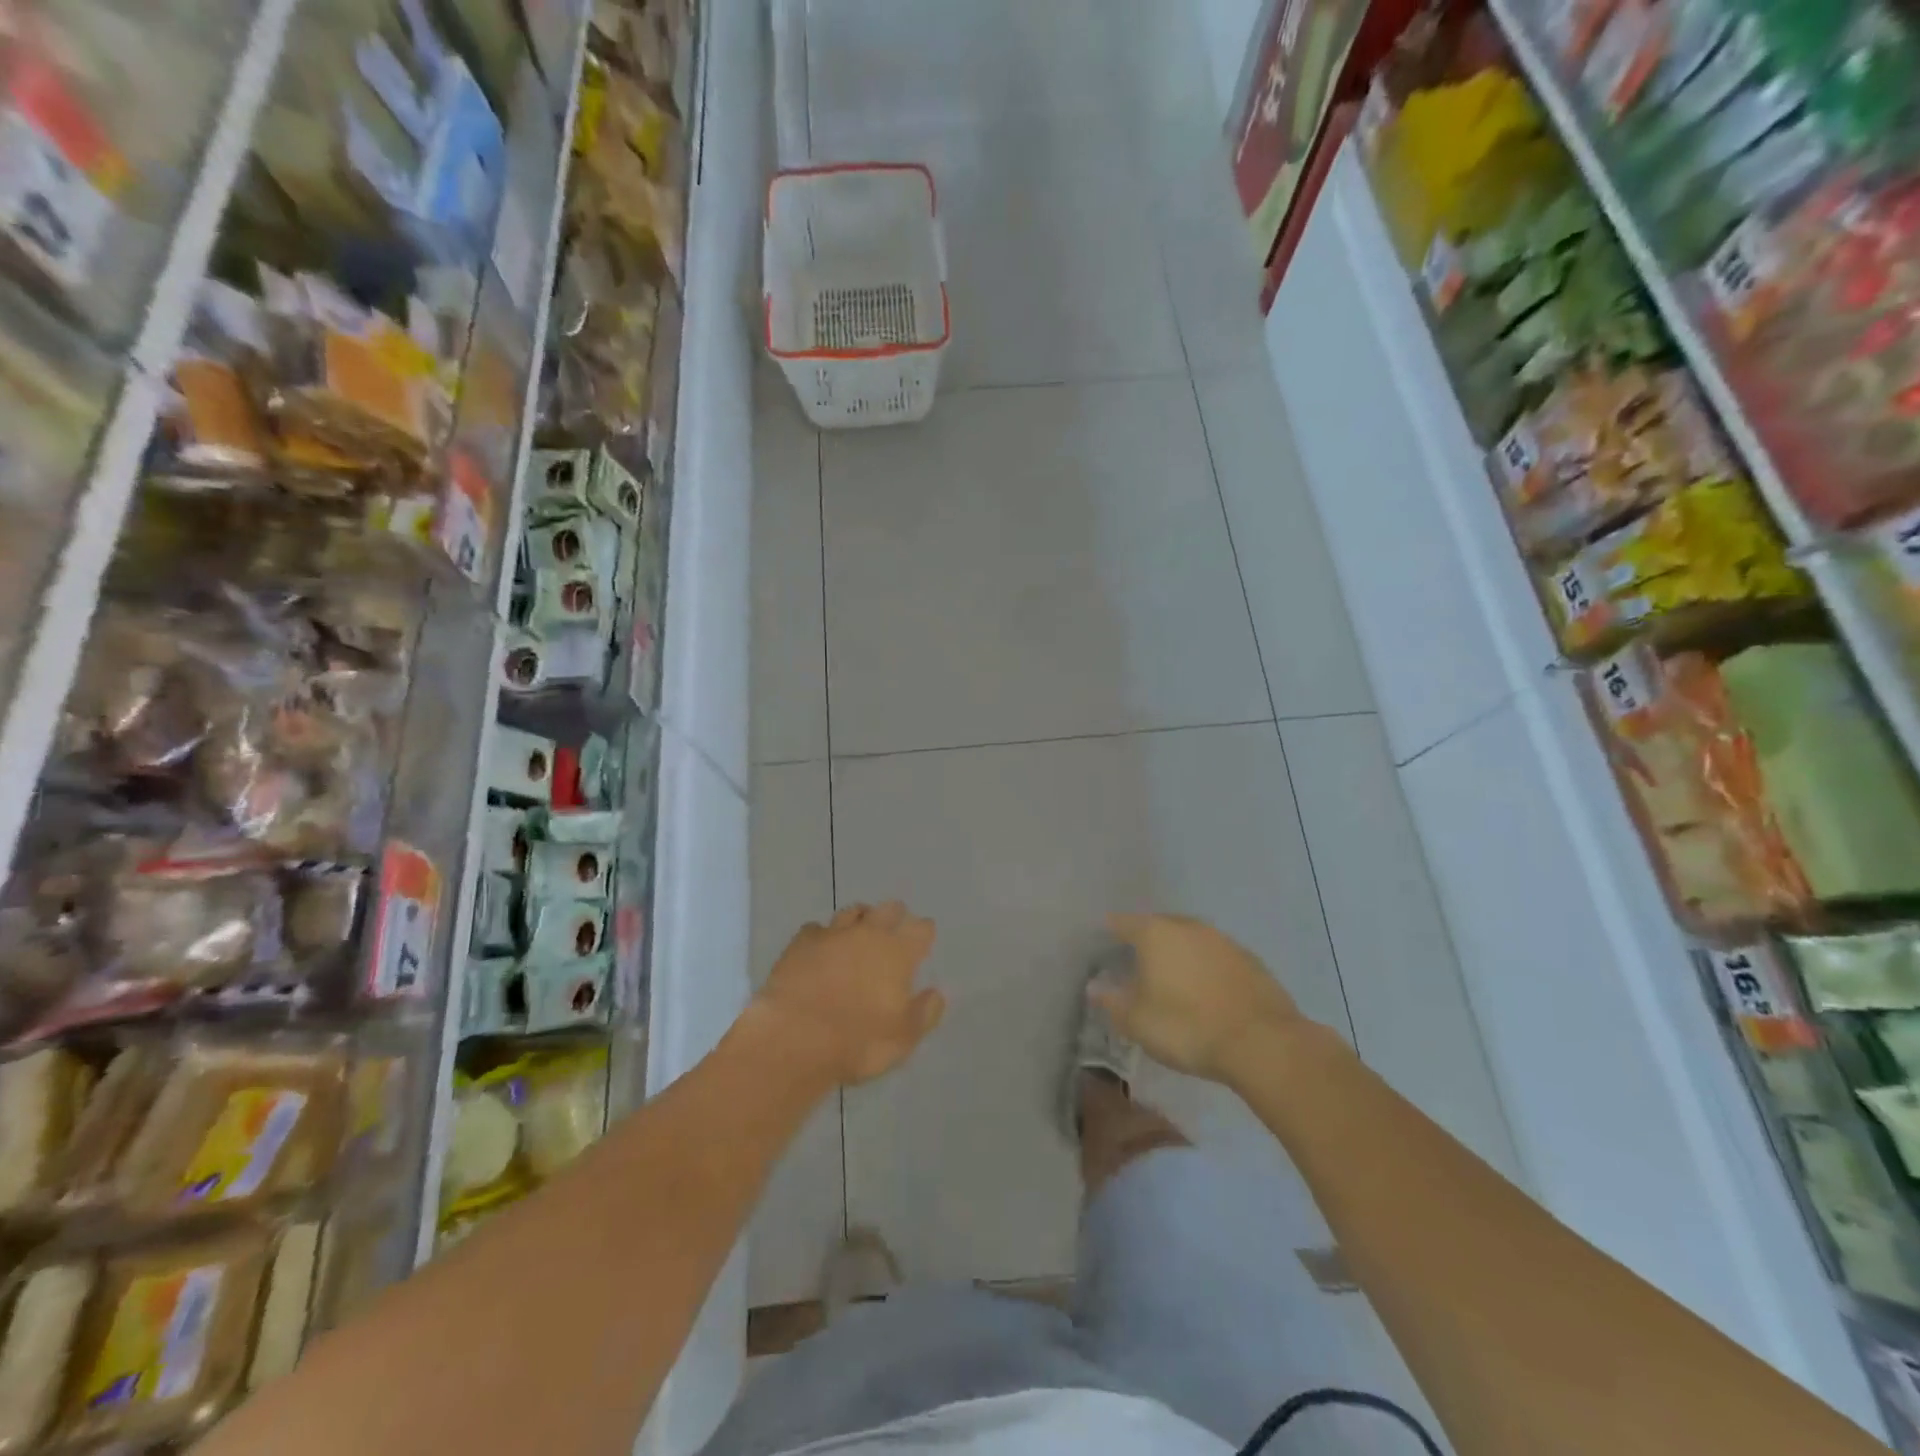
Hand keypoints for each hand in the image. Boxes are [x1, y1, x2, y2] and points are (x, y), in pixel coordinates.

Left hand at [756, 903, 944, 1086]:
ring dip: (860, 918)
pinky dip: (822, 936)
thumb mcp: (904, 1038)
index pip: (921, 930)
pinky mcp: (800, 943)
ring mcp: (832, 934)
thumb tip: (936, 993)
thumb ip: (924, 1012)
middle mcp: (868, 933)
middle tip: (893, 929)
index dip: (924, 933)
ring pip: (852, 912)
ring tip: (859, 932)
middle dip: (894, 915)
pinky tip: (820, 949)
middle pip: (888, 910)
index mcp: (898, 953)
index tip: (924, 940)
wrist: (794, 1038)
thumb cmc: (858, 1041)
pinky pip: (816, 929)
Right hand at [1096, 914, 1304, 1083]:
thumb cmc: (1187, 1027)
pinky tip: (1205, 990)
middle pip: (1159, 926)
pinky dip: (1206, 967)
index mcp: (1155, 933)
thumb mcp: (1137, 1021)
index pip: (1123, 923)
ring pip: (1191, 939)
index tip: (1103, 944)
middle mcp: (1188, 926)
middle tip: (1136, 963)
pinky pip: (1216, 957)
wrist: (1262, 1043)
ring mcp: (1223, 940)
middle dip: (1146, 941)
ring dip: (1179, 953)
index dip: (1110, 932)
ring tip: (1171, 977)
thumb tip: (1094, 986)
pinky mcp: (1250, 960)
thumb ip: (1112, 1001)